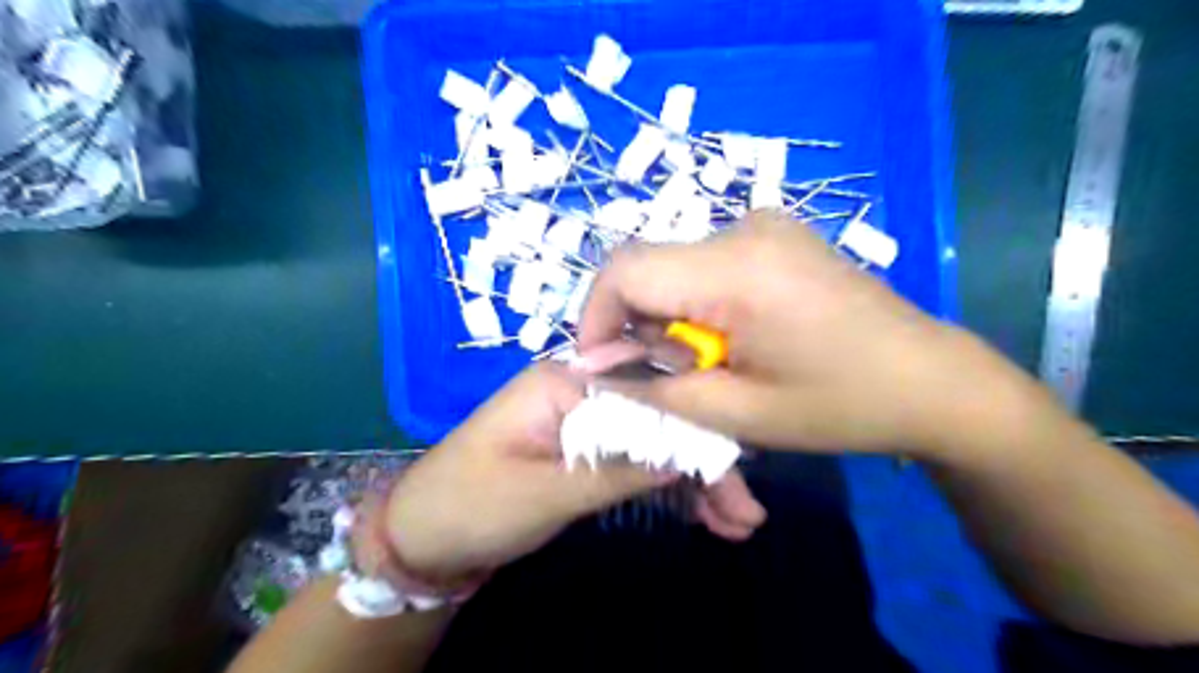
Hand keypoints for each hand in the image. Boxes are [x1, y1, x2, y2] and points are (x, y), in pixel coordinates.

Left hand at [378, 363, 762, 584]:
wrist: (423, 536)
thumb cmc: (471, 506)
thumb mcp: (544, 492)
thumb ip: (615, 468)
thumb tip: (687, 448)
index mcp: (566, 381)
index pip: (649, 392)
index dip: (697, 430)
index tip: (738, 473)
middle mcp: (582, 389)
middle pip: (660, 415)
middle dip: (705, 461)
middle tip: (746, 513)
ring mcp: (585, 420)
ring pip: (655, 440)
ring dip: (695, 480)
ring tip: (736, 524)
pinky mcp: (586, 449)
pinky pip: (637, 460)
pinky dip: (669, 486)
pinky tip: (703, 514)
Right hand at [581, 211, 1002, 456]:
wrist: (932, 379)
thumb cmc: (840, 405)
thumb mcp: (738, 413)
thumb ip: (654, 389)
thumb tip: (593, 370)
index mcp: (738, 269)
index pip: (625, 271)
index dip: (595, 319)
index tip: (601, 367)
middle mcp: (745, 228)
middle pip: (648, 267)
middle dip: (636, 326)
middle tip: (664, 378)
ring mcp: (765, 224)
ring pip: (674, 266)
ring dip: (667, 317)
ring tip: (706, 363)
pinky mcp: (776, 234)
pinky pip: (705, 263)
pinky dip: (695, 302)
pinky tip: (732, 337)